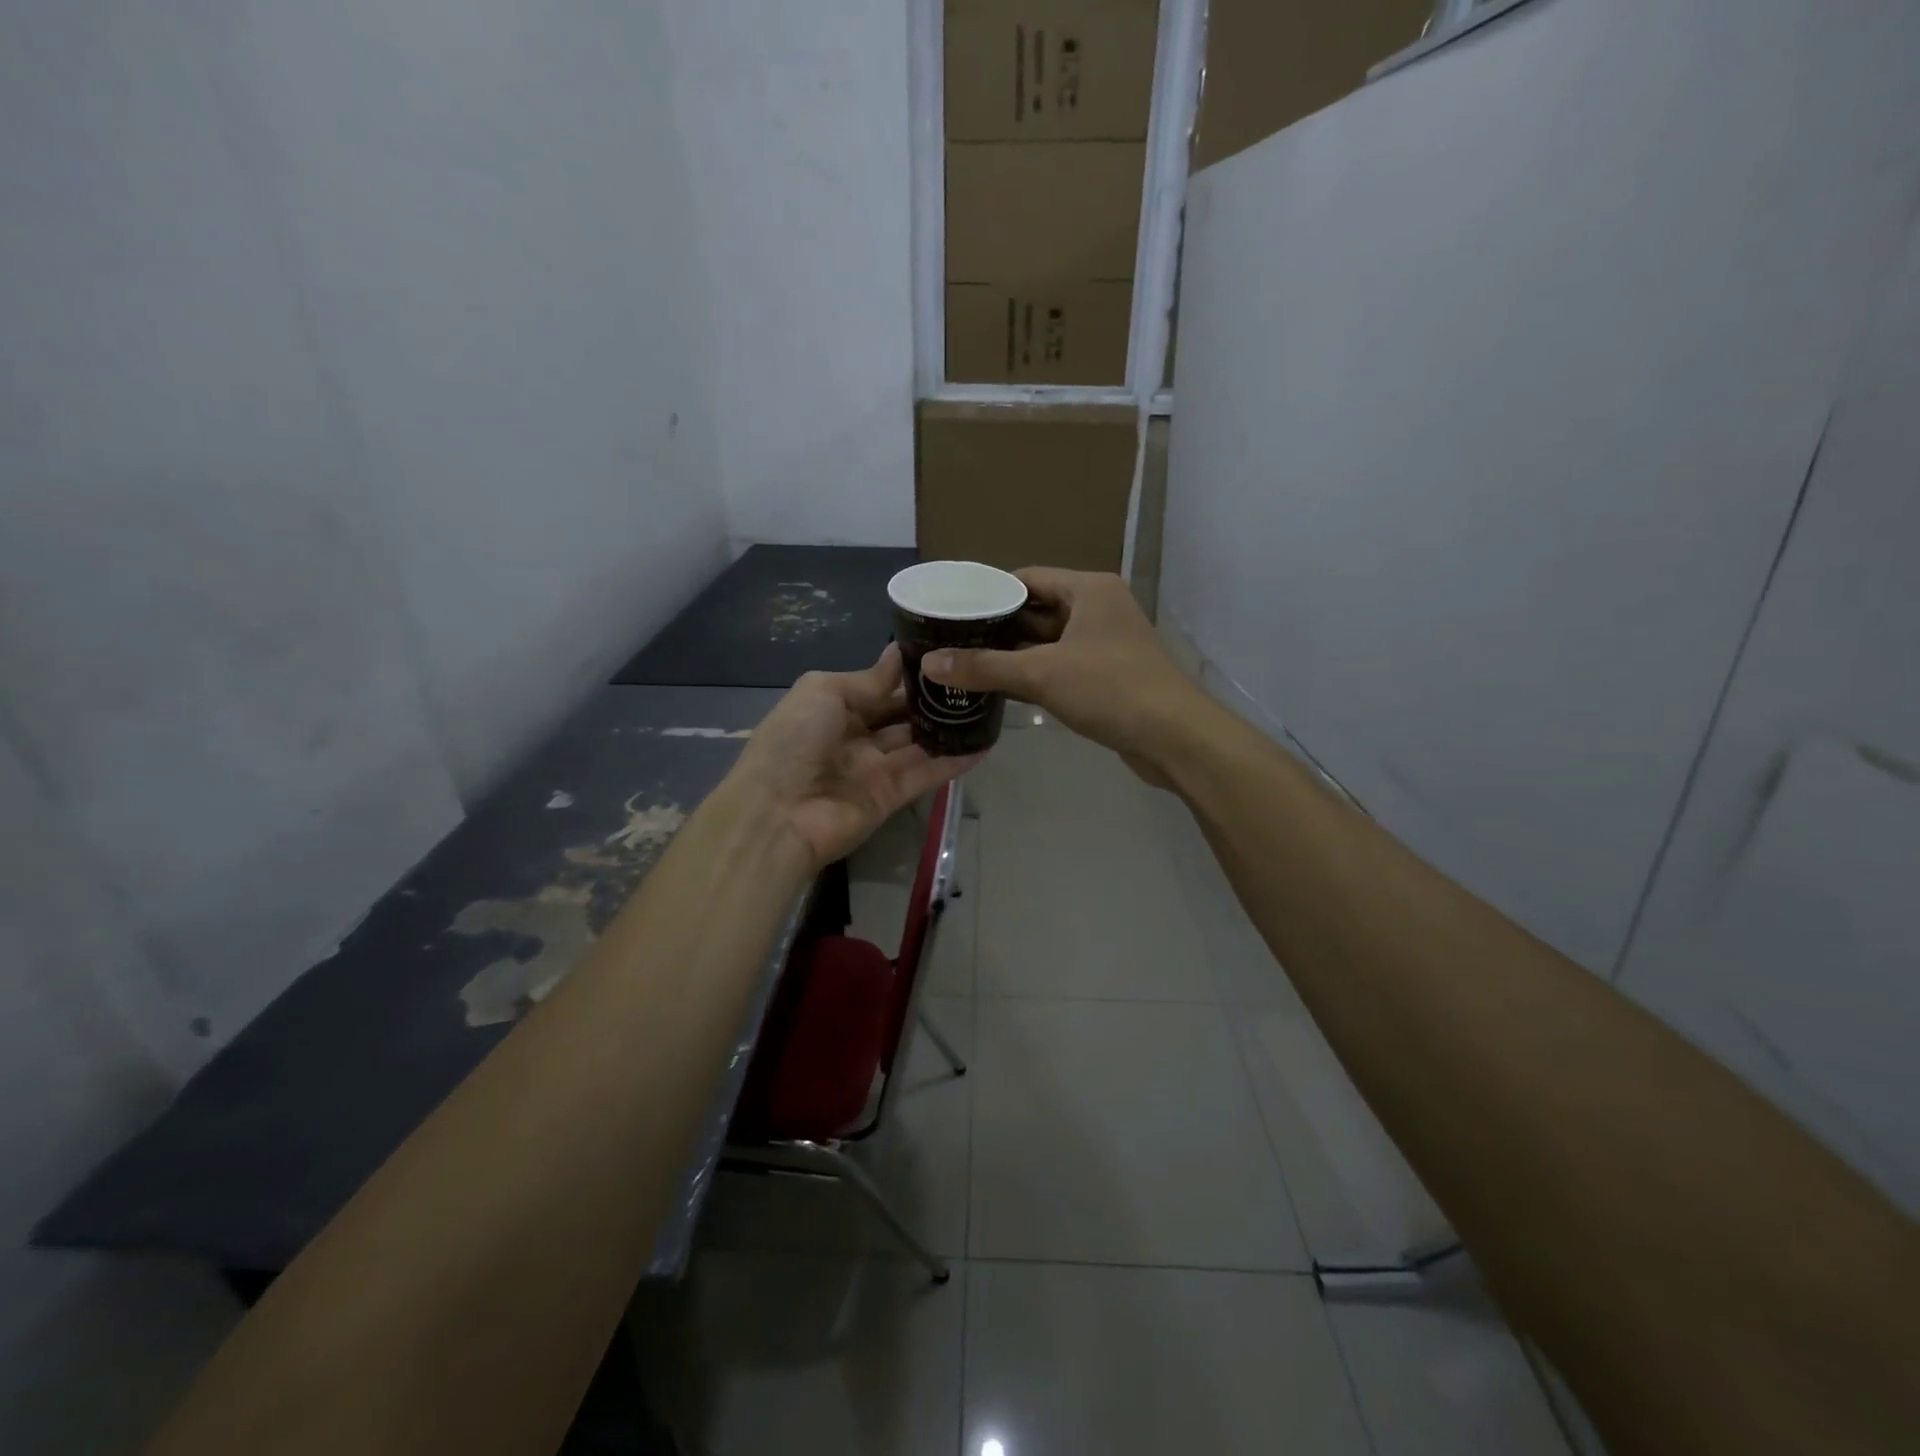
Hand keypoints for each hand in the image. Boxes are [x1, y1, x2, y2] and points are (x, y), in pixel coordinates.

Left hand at [730, 644, 980, 868]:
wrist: (777, 815)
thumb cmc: (794, 741)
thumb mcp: (823, 692)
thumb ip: (869, 680)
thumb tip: (899, 654)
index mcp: (834, 707)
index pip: (881, 688)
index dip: (910, 675)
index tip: (947, 656)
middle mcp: (856, 737)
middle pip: (902, 716)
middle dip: (933, 700)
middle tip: (975, 680)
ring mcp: (875, 768)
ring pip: (919, 743)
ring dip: (948, 728)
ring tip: (987, 707)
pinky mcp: (892, 797)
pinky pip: (926, 773)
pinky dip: (953, 761)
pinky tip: (984, 744)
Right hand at [921, 568, 1204, 782]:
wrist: (1174, 737)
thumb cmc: (1110, 689)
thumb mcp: (1042, 673)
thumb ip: (985, 667)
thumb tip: (929, 663)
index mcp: (1089, 590)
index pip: (1028, 579)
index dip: (989, 593)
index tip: (954, 610)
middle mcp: (1098, 609)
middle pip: (1036, 611)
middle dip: (997, 628)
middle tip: (952, 641)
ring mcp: (1104, 644)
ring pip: (1047, 643)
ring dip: (1012, 655)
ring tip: (965, 664)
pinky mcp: (1106, 676)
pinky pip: (1060, 667)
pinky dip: (1033, 675)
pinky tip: (999, 689)